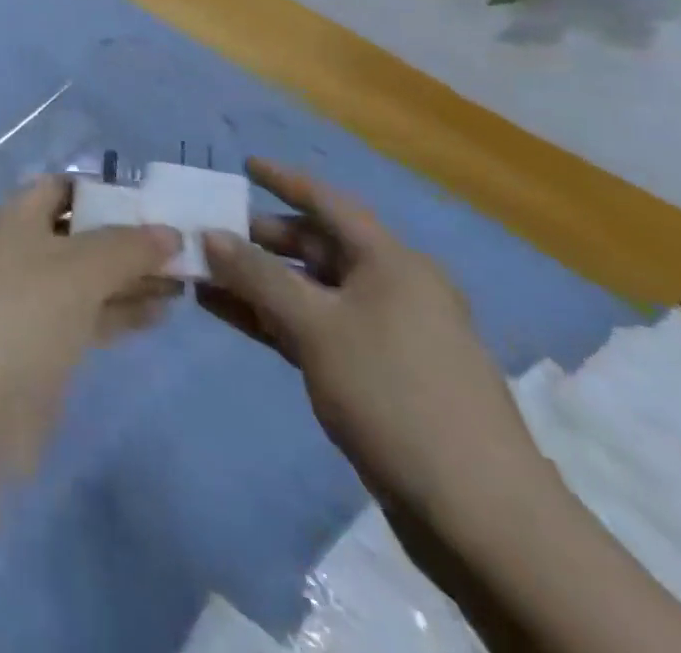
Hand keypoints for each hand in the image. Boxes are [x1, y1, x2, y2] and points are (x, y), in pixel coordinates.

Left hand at [0, 177, 179, 552]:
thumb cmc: (23, 316)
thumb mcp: (80, 270)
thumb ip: (128, 247)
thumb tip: (169, 232)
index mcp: (14, 219)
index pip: (61, 187)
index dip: (104, 190)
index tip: (154, 203)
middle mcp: (19, 251)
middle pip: (79, 233)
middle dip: (127, 238)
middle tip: (184, 246)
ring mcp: (29, 300)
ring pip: (87, 277)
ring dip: (131, 277)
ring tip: (186, 280)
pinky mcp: (41, 344)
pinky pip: (87, 314)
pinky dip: (120, 311)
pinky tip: (161, 313)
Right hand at [197, 159, 550, 528]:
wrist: (479, 515)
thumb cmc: (394, 393)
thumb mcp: (315, 325)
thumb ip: (257, 275)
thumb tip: (210, 234)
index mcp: (391, 263)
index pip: (329, 204)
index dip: (285, 180)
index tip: (244, 164)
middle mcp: (389, 288)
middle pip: (315, 247)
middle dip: (259, 239)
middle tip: (207, 232)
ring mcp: (382, 333)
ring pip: (308, 291)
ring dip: (256, 282)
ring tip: (201, 274)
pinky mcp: (372, 374)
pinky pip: (312, 328)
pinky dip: (271, 318)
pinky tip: (227, 314)